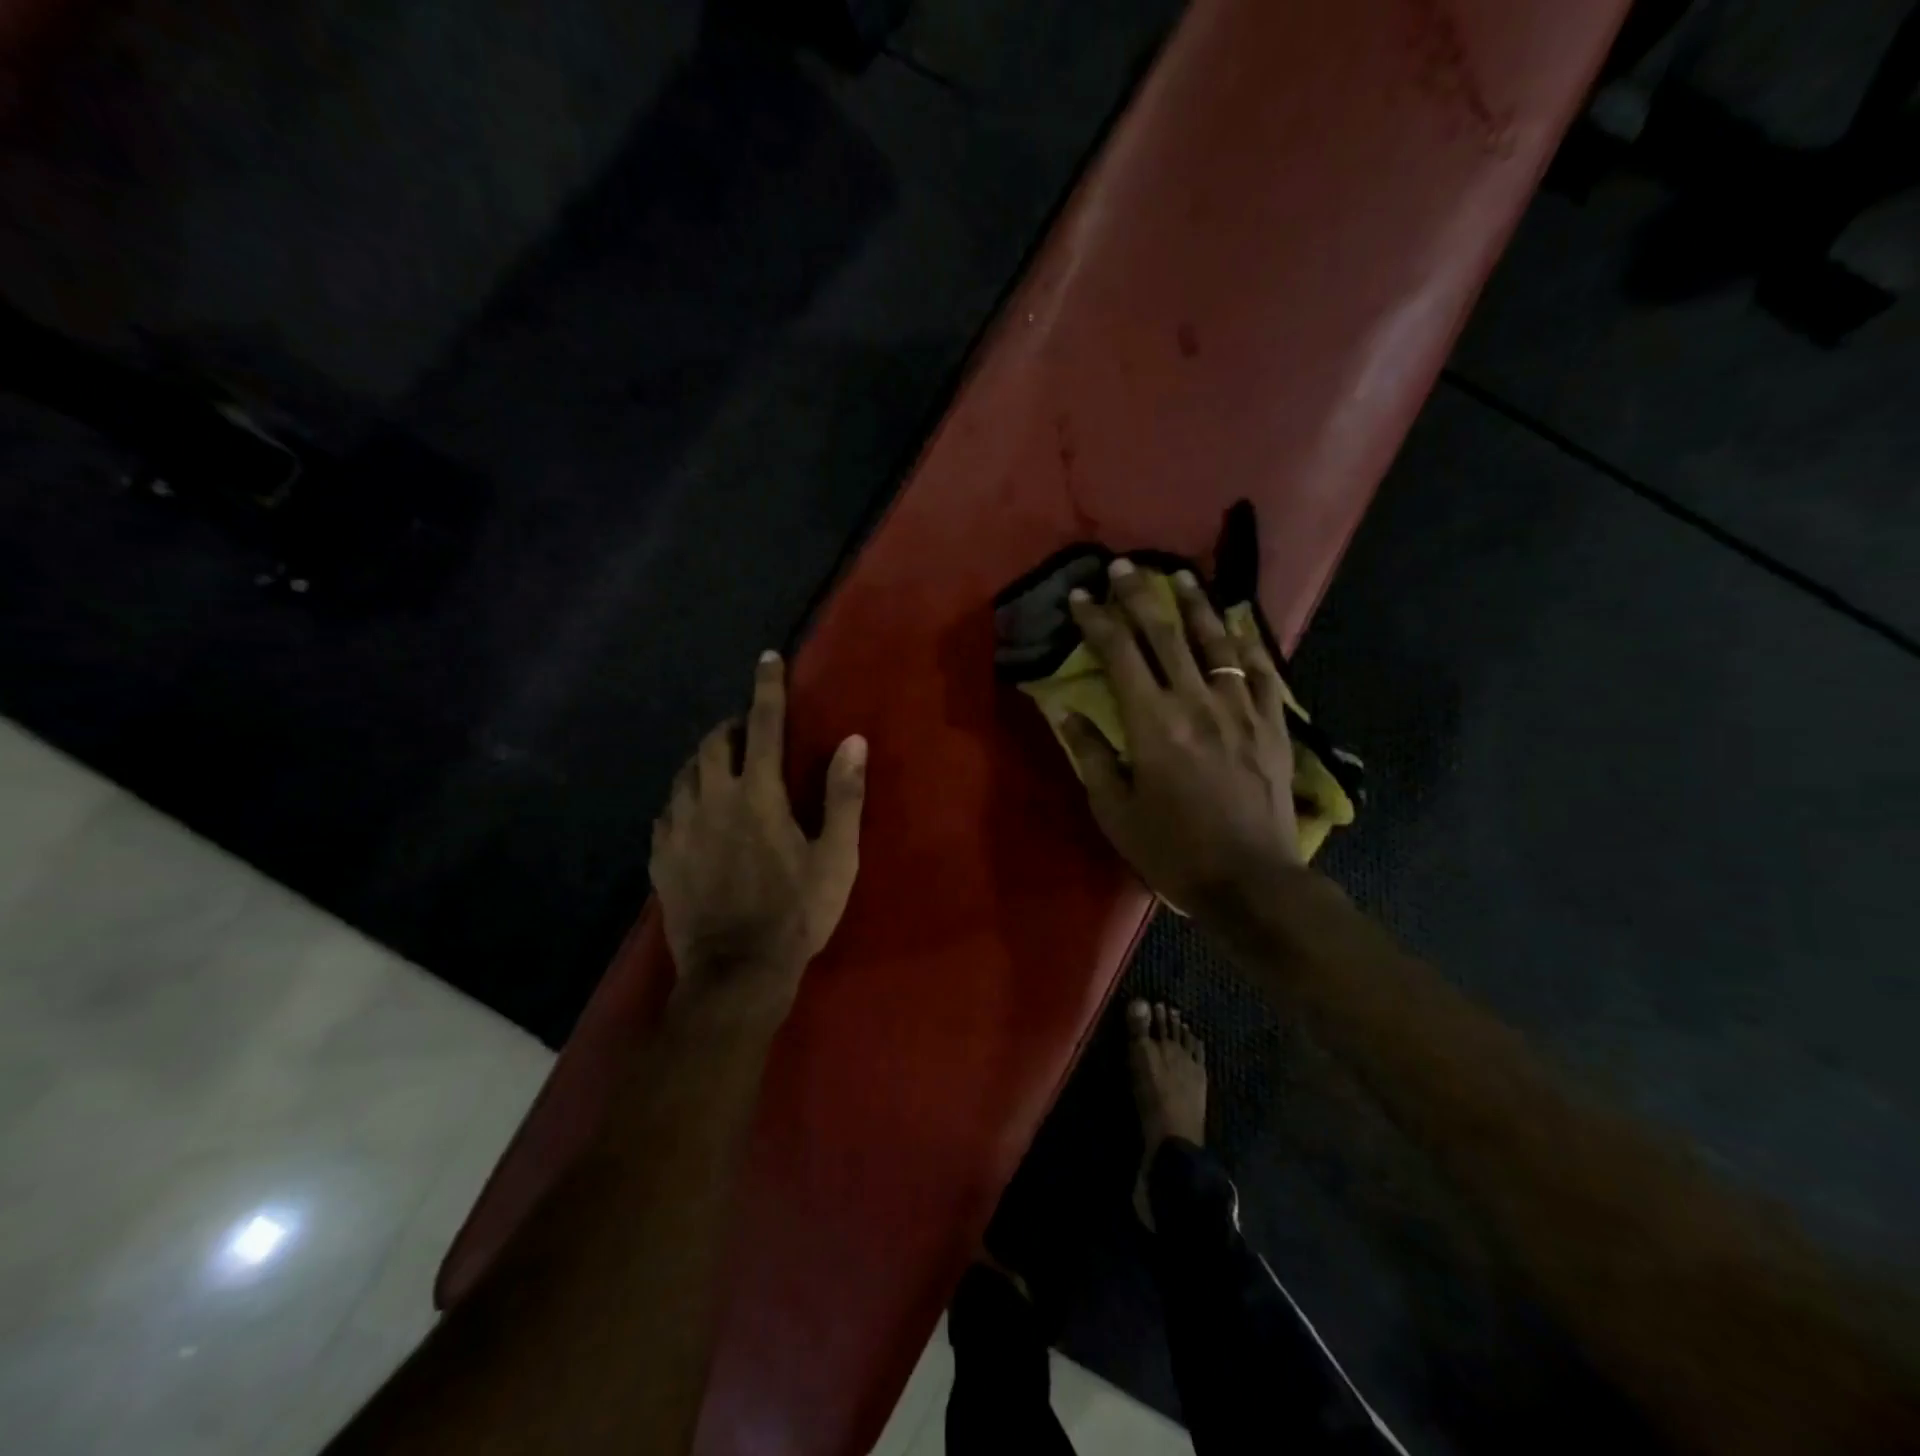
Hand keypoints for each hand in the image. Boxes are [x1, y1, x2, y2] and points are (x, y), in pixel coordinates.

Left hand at [650, 652, 866, 1012]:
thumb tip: (853, 741)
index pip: (764, 726)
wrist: (737, 973)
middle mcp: (712, 801)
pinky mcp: (662, 857)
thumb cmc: (797, 913)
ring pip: (685, 772)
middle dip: (733, 724)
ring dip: (706, 758)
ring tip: (724, 765)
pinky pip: (667, 809)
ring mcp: (680, 829)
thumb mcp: (836, 857)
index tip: (767, 658)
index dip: (767, 688)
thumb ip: (844, 796)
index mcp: (759, 796)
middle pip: (715, 742)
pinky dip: (684, 796)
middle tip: (751, 730)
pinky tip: (694, 810)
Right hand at [1061, 559, 1301, 922]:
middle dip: (1140, 595)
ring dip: (1195, 604)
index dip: (1097, 620)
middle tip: (1124, 565)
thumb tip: (1065, 710)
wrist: (1250, 881)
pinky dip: (1248, 641)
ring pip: (1216, 641)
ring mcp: (1240, 708)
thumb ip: (1089, 754)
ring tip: (1181, 575)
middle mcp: (1195, 701)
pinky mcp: (1272, 723)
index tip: (1081, 596)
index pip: (1118, 655)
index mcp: (1152, 723)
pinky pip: (1263, 670)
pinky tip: (1239, 620)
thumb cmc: (1172, 850)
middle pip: (1165, 634)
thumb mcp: (1114, 810)